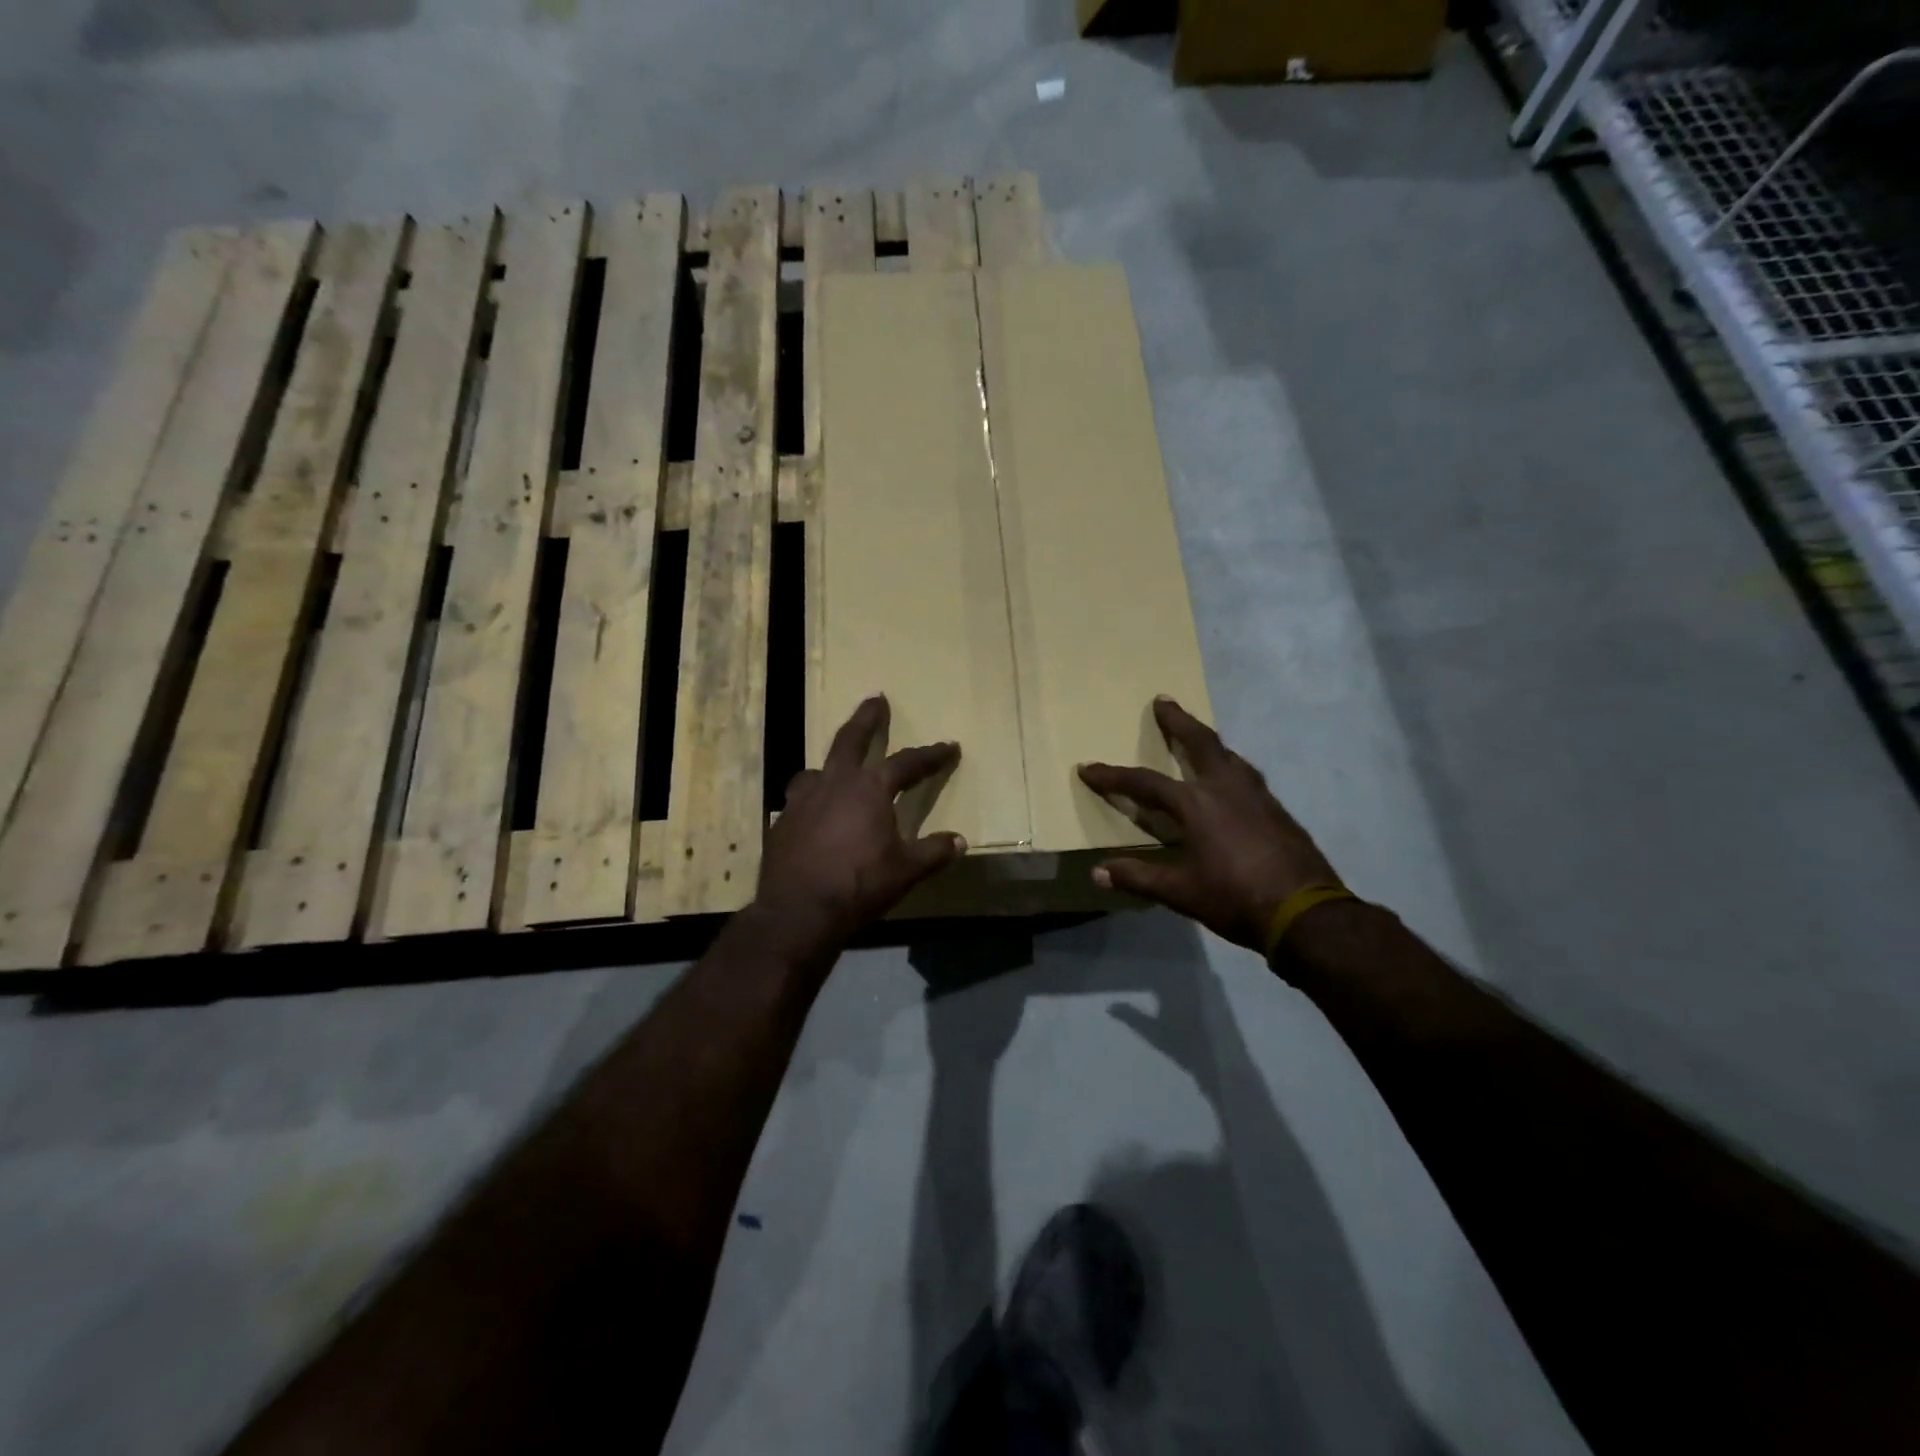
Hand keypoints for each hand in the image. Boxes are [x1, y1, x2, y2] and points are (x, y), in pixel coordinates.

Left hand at [753, 696, 965, 960]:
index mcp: (870, 789)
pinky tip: (815, 817)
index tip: (949, 747)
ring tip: (835, 770)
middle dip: (866, 718)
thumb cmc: (859, 885)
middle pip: (850, 739)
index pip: (907, 763)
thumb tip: (959, 841)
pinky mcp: (782, 822)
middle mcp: (834, 783)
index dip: (931, 755)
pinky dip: (812, 800)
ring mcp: (802, 800)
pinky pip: (800, 800)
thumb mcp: (906, 871)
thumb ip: (933, 852)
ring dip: (831, 765)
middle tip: (875, 699)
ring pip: (817, 769)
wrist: (798, 912)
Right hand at [1079, 698, 1338, 952]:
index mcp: (1196, 804)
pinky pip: (1246, 774)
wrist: (1306, 913)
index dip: (1113, 777)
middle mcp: (1226, 788)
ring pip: (1229, 755)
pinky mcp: (1277, 809)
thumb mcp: (1180, 892)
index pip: (1145, 783)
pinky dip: (1230, 764)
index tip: (1088, 768)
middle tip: (1164, 700)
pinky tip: (1230, 778)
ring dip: (1208, 740)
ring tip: (1197, 734)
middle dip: (1179, 721)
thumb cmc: (1235, 898)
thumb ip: (1138, 877)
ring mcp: (1257, 796)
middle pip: (1200, 742)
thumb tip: (1097, 872)